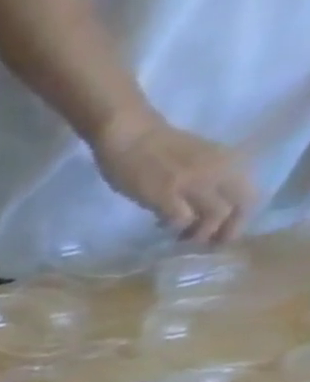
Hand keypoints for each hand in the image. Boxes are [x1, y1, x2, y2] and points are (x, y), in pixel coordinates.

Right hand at [91, 110, 258, 245]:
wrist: (131, 137)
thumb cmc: (159, 148)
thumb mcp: (198, 160)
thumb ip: (206, 179)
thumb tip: (203, 206)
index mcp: (231, 162)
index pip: (250, 196)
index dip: (240, 219)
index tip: (222, 234)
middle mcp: (219, 172)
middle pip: (236, 209)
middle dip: (224, 232)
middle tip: (206, 245)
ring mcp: (191, 184)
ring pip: (212, 217)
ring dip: (198, 234)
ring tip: (182, 239)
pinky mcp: (163, 195)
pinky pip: (179, 220)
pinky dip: (174, 228)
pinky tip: (162, 226)